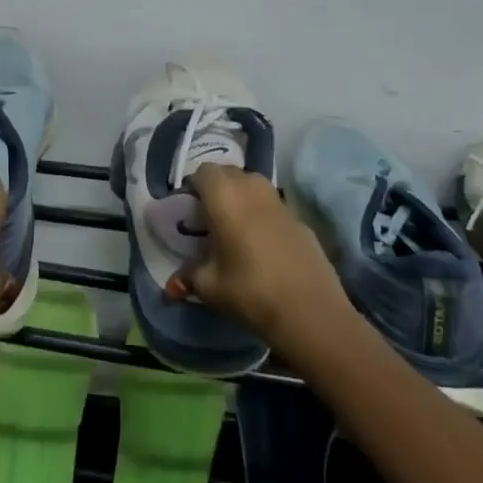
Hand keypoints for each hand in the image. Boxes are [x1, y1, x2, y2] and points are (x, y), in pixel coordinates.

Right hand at [169, 164, 351, 360]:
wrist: (310, 311)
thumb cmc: (250, 290)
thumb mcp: (210, 286)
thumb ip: (189, 278)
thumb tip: (171, 286)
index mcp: (224, 195)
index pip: (203, 172)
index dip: (194, 187)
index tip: (190, 210)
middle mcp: (252, 188)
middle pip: (230, 173)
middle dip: (217, 189)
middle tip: (209, 218)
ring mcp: (280, 202)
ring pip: (254, 186)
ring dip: (242, 198)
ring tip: (235, 229)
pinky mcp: (300, 220)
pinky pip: (273, 207)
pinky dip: (263, 216)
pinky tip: (263, 246)